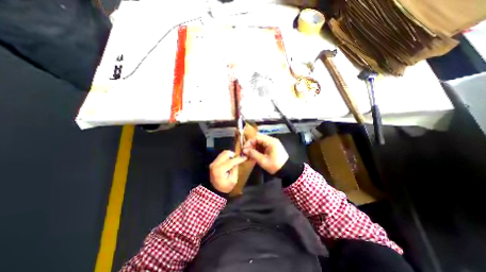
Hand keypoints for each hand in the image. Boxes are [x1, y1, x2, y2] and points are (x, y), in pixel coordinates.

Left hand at [209, 150, 247, 192]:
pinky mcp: (213, 162)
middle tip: (238, 159)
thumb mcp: (233, 180)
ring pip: (223, 153)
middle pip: (226, 153)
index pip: (231, 161)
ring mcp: (213, 162)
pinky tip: (229, 161)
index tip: (245, 157)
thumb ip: (235, 169)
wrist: (215, 190)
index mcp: (220, 170)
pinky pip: (221, 155)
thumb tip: (238, 161)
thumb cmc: (225, 187)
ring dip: (230, 155)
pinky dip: (227, 157)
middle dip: (233, 155)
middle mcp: (215, 164)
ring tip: (234, 160)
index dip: (239, 159)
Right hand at [241, 133, 285, 173]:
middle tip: (246, 152)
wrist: (287, 171)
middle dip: (251, 145)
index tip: (244, 149)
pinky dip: (258, 150)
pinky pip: (263, 147)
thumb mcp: (263, 160)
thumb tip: (244, 150)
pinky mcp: (272, 148)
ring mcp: (272, 144)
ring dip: (254, 148)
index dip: (249, 142)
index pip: (257, 137)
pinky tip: (254, 156)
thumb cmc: (275, 166)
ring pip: (260, 143)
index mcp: (270, 141)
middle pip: (258, 139)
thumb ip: (253, 154)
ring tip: (249, 155)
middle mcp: (271, 140)